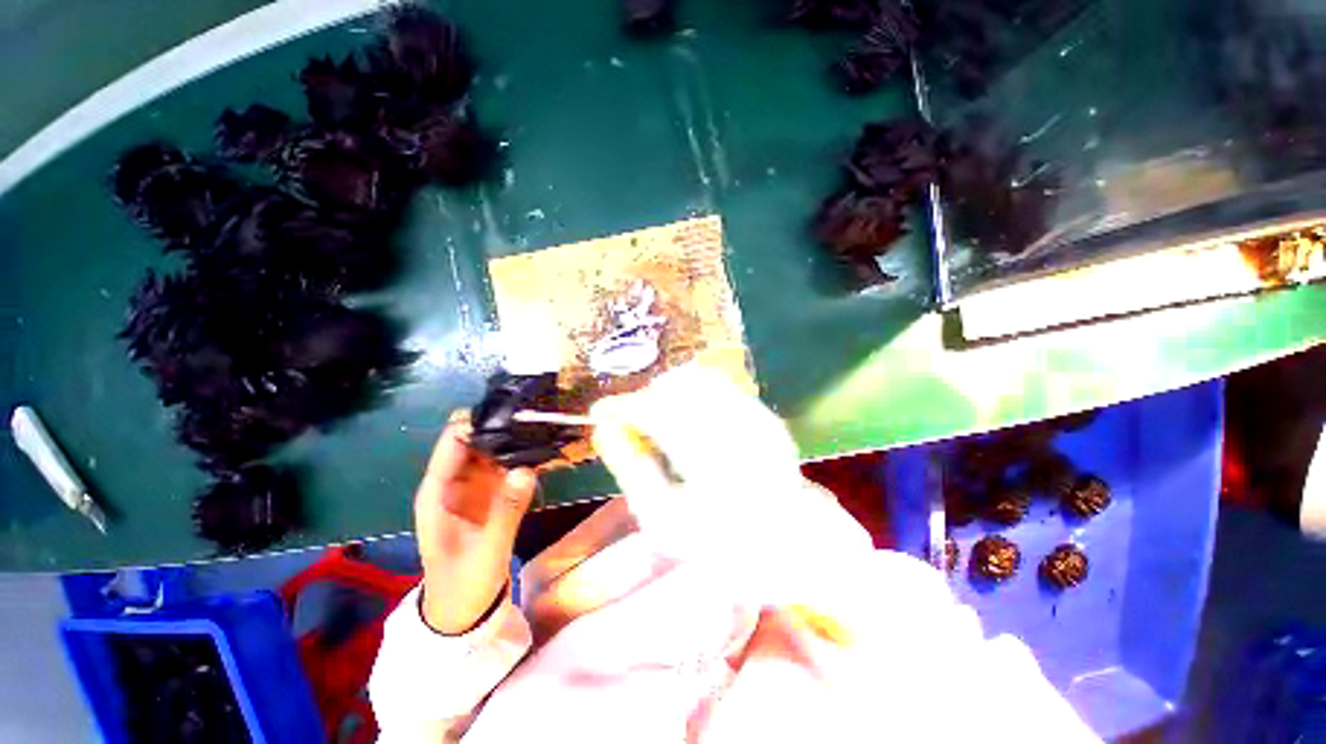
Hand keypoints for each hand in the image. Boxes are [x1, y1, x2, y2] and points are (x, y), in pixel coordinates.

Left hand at [414, 421, 537, 633]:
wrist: (464, 609)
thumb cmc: (462, 583)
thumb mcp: (485, 551)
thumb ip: (506, 511)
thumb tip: (526, 468)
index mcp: (438, 492)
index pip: (453, 443)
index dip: (476, 422)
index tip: (510, 408)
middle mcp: (455, 481)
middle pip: (476, 440)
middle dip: (503, 426)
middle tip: (537, 415)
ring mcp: (475, 485)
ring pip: (494, 450)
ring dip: (516, 438)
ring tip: (546, 424)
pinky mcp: (493, 493)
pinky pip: (508, 465)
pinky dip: (523, 456)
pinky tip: (545, 448)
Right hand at [588, 366, 820, 558]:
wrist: (791, 544)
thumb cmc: (722, 543)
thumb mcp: (665, 519)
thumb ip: (632, 470)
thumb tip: (603, 430)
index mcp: (712, 459)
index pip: (655, 411)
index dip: (622, 406)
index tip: (599, 411)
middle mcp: (737, 427)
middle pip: (676, 388)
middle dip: (645, 401)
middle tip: (631, 426)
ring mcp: (755, 416)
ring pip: (697, 381)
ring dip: (668, 396)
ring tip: (659, 426)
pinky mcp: (762, 413)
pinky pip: (718, 388)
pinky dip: (692, 398)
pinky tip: (689, 425)